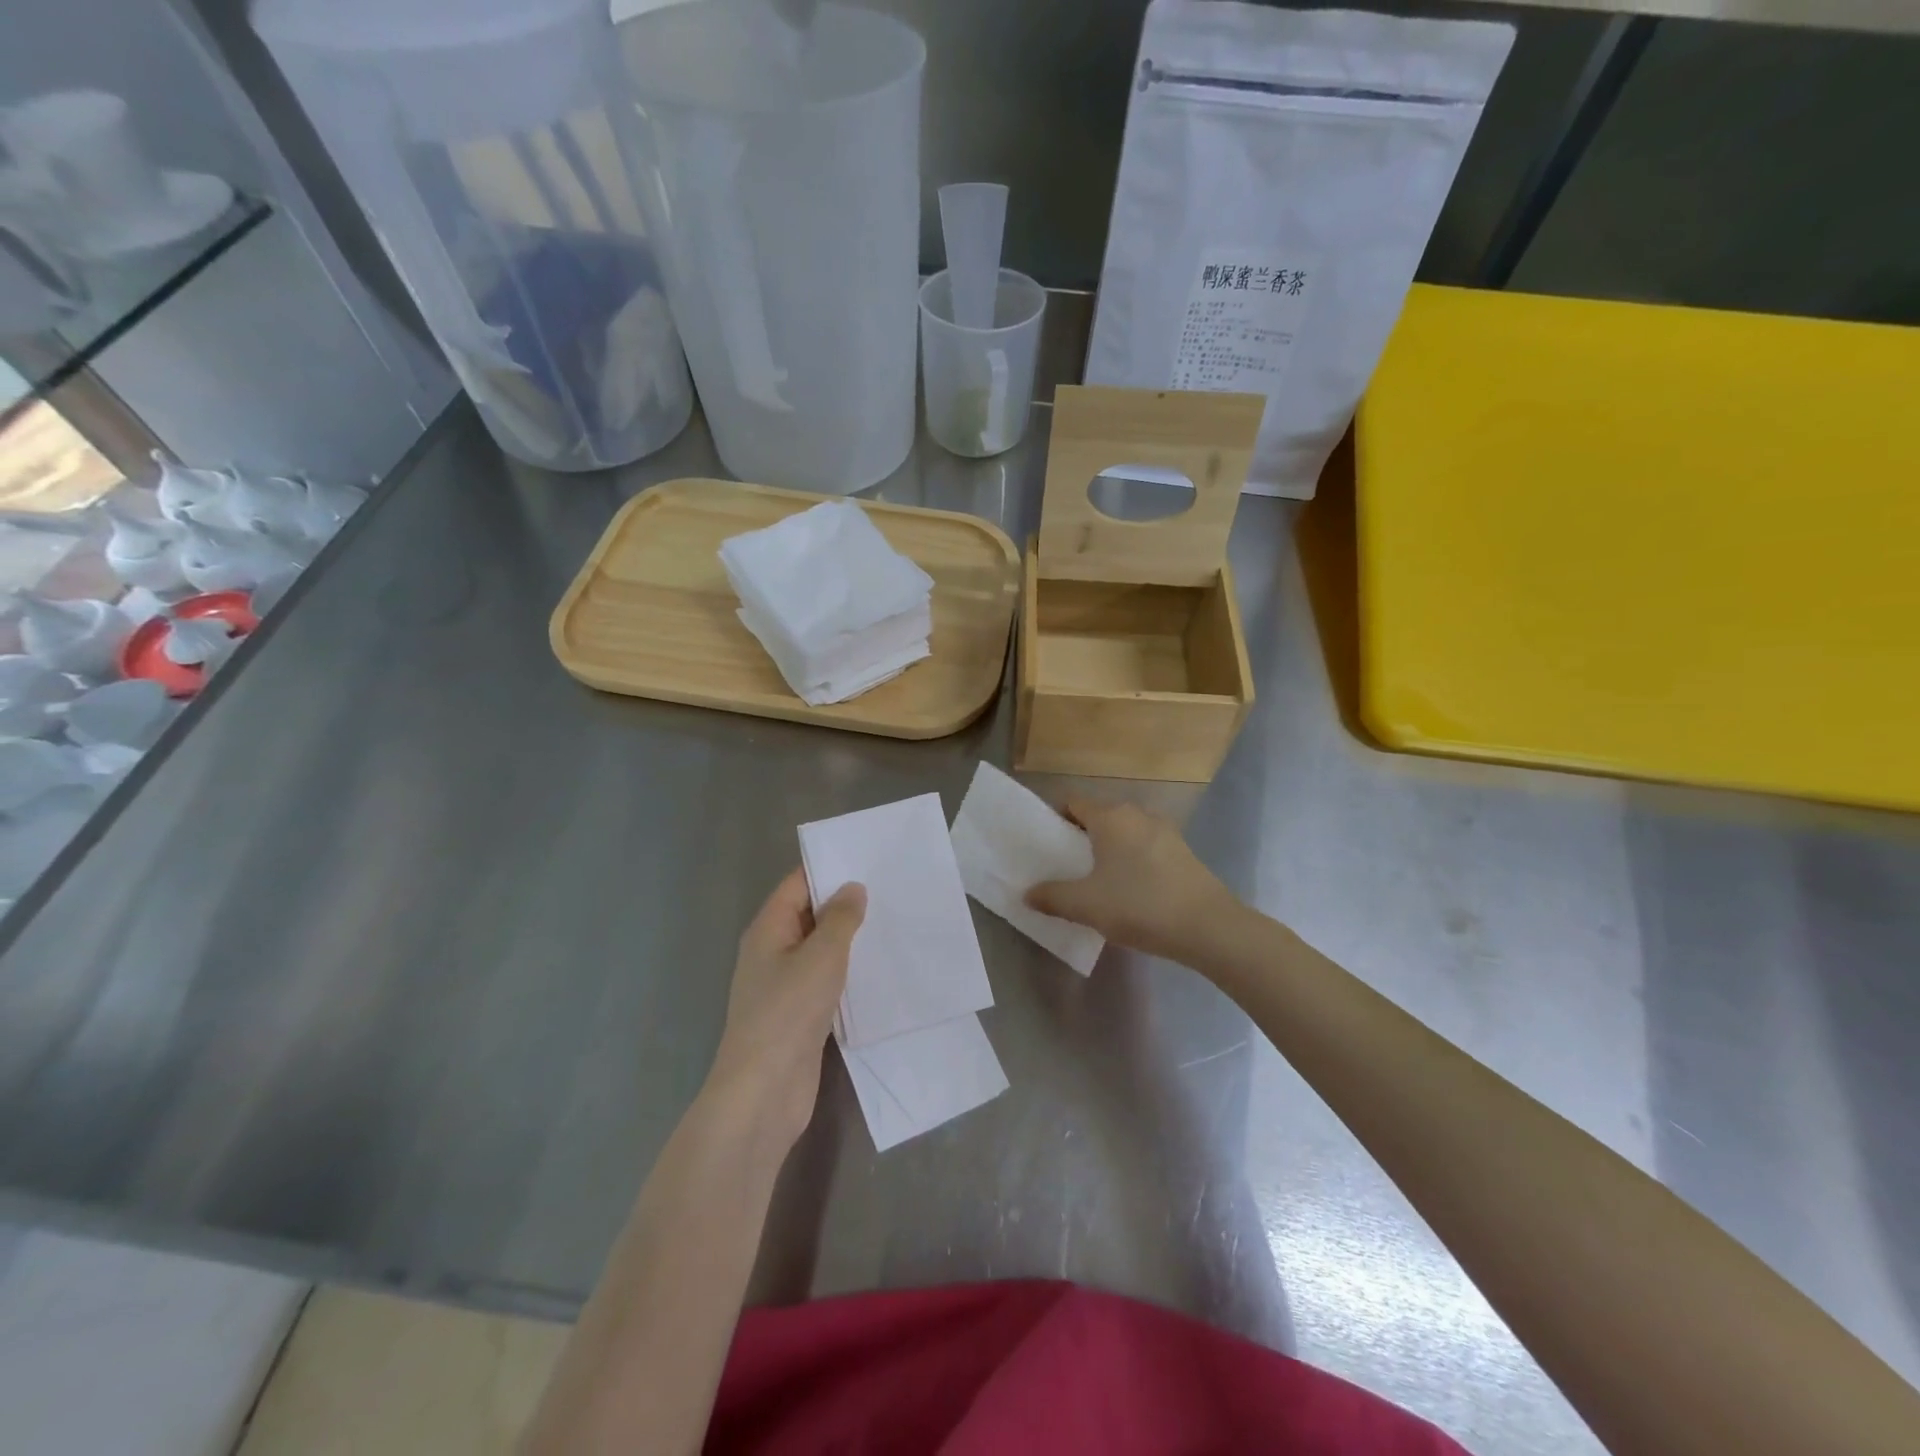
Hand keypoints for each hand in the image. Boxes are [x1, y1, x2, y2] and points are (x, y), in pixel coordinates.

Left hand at [705, 868, 865, 1155]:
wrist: (765, 1091)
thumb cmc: (788, 1012)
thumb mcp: (821, 956)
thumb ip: (840, 919)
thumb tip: (852, 888)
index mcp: (768, 929)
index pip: (797, 884)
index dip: (829, 868)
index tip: (868, 858)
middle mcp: (773, 951)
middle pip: (809, 914)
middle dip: (845, 903)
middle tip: (890, 888)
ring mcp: (785, 985)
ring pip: (820, 949)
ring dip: (850, 938)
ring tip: (893, 921)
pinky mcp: (800, 1014)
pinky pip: (826, 980)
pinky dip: (849, 971)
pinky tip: (880, 968)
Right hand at [1027, 800, 1239, 964]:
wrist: (1208, 927)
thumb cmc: (1139, 906)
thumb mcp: (1086, 905)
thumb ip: (1052, 896)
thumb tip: (1027, 892)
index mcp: (1110, 816)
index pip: (1073, 802)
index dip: (1055, 819)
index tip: (1044, 844)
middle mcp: (1137, 814)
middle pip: (1099, 815)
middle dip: (1081, 836)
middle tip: (1065, 865)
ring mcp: (1164, 830)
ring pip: (1124, 831)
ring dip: (1108, 849)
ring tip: (1095, 879)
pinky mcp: (1182, 851)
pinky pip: (1145, 846)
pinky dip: (1131, 859)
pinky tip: (1128, 888)